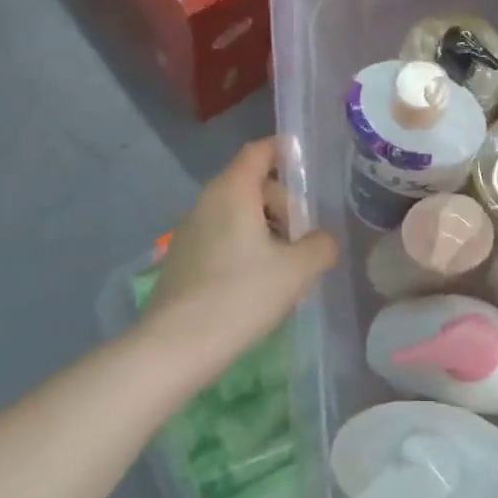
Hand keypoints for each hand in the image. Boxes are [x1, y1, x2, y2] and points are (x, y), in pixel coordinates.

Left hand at [145, 138, 337, 367]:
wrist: (176, 346)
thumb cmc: (241, 296)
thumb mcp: (298, 270)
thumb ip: (320, 245)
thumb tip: (321, 239)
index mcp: (233, 191)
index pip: (259, 151)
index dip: (283, 151)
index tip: (305, 163)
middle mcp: (207, 201)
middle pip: (252, 185)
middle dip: (283, 204)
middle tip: (302, 240)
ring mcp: (189, 230)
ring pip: (237, 214)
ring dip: (265, 230)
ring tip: (283, 268)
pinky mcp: (182, 258)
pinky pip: (222, 237)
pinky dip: (244, 247)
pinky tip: (255, 285)